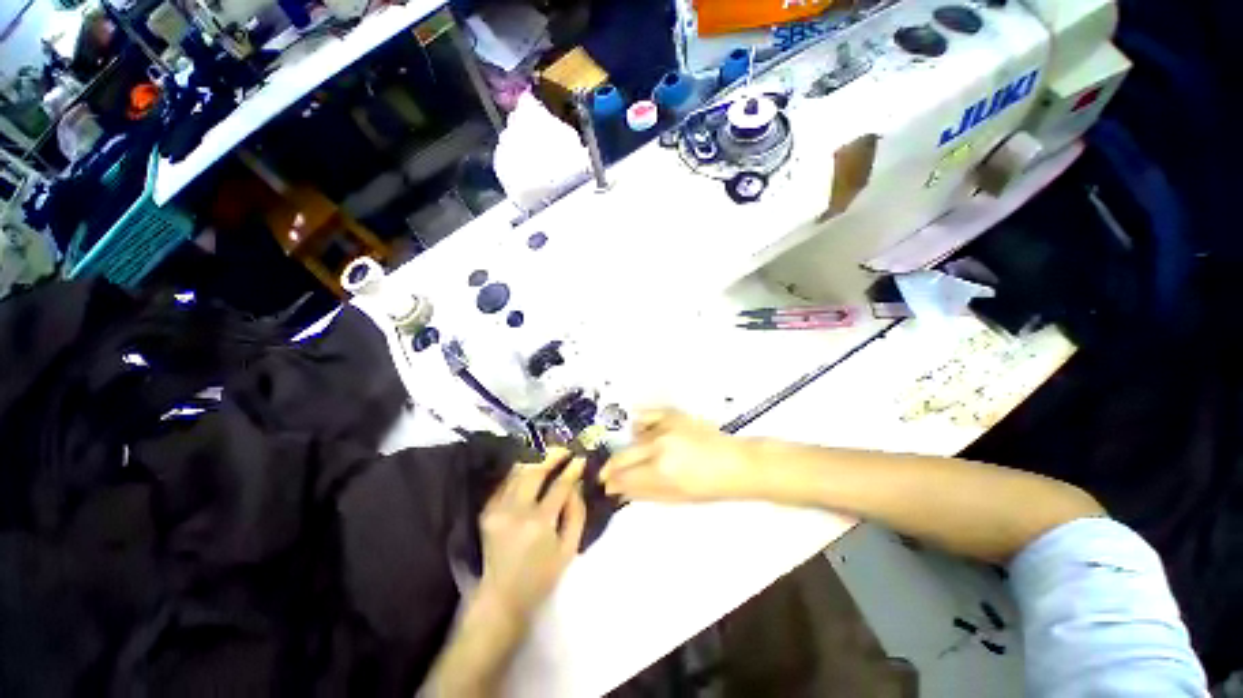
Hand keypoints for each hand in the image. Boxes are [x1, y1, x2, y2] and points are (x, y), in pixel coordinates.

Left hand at [477, 448, 586, 621]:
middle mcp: (515, 511)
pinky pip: (506, 482)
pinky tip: (530, 468)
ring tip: (549, 454)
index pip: (559, 486)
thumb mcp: (569, 549)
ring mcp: (497, 509)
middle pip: (535, 471)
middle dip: (552, 455)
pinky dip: (519, 471)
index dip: (572, 469)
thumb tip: (576, 484)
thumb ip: (576, 513)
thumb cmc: (541, 576)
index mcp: (539, 523)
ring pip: (518, 472)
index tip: (580, 458)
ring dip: (535, 459)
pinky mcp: (487, 510)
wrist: (502, 597)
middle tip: (564, 449)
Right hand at [600, 409, 762, 501]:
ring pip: (633, 437)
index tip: (606, 485)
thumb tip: (618, 490)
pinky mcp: (672, 413)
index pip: (623, 477)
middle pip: (621, 455)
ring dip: (632, 449)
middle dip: (611, 467)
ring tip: (643, 457)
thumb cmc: (709, 487)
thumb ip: (642, 492)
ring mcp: (665, 426)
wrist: (736, 463)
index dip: (611, 483)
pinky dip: (641, 426)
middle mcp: (658, 445)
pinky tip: (645, 434)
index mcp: (660, 471)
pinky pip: (645, 416)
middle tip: (609, 474)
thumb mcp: (675, 498)